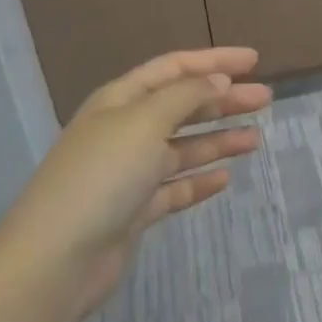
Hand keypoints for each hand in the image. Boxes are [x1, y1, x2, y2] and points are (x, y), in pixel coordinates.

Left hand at [4, 48, 270, 321]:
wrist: (56, 261)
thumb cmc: (102, 175)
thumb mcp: (146, 121)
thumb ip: (186, 96)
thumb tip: (218, 80)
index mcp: (121, 100)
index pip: (173, 68)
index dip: (214, 60)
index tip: (254, 61)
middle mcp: (124, 130)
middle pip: (182, 106)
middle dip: (223, 100)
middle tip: (265, 100)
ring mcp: (128, 173)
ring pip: (183, 147)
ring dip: (218, 139)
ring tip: (256, 139)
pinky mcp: (134, 212)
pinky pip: (174, 187)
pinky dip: (199, 180)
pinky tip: (226, 178)